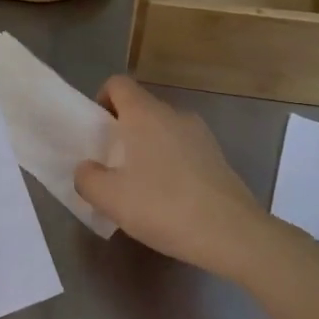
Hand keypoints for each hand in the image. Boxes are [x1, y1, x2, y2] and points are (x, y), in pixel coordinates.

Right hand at [74, 76, 270, 277]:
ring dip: (147, 150)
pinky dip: (170, 165)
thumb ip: (87, 178)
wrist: (231, 234)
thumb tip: (87, 168)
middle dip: (122, 132)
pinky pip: (183, 151)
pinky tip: (168, 200)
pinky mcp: (217, 158)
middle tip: (112, 167)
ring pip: (163, 131)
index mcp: (145, 114)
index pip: (118, 84)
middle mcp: (174, 115)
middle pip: (141, 109)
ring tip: (139, 188)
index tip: (97, 132)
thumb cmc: (163, 206)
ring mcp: (201, 135)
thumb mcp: (110, 198)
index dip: (102, 100)